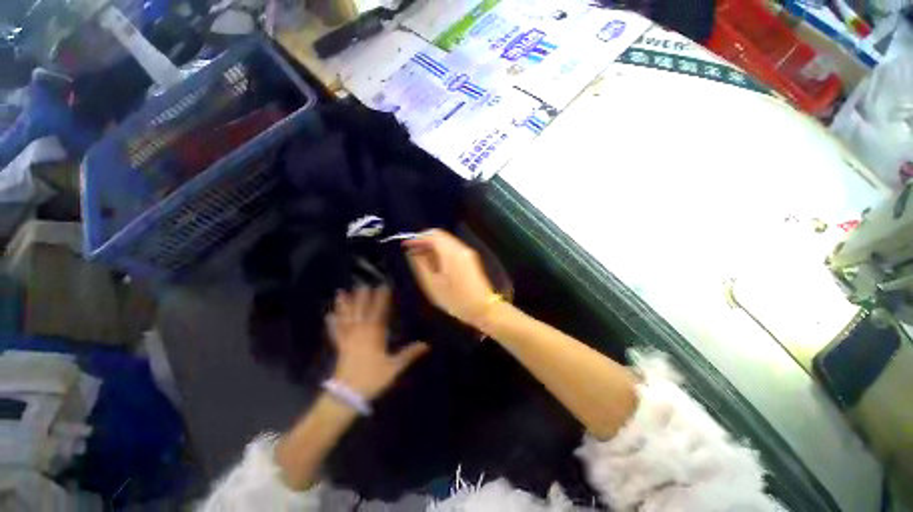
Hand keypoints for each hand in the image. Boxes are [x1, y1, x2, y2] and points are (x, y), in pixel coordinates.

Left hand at [327, 286, 429, 400]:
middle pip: (362, 311)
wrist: (347, 395)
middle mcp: (360, 332)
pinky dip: (332, 323)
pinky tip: (328, 315)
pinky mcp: (340, 347)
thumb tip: (427, 344)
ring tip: (341, 292)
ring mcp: (348, 339)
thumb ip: (409, 354)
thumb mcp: (394, 367)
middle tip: (362, 284)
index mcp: (374, 335)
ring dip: (345, 305)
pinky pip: (336, 332)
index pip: (379, 312)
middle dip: (363, 297)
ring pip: (347, 318)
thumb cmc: (372, 378)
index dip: (381, 299)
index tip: (383, 287)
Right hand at [404, 229, 495, 327]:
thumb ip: (421, 264)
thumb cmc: (456, 300)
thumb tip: (413, 252)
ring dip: (433, 246)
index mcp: (451, 253)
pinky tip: (434, 263)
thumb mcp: (433, 284)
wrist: (482, 308)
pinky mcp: (470, 259)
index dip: (418, 237)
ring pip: (446, 241)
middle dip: (425, 241)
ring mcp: (467, 253)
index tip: (407, 244)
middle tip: (413, 252)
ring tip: (421, 258)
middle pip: (440, 235)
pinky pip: (452, 248)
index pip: (433, 234)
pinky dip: (441, 251)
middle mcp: (461, 248)